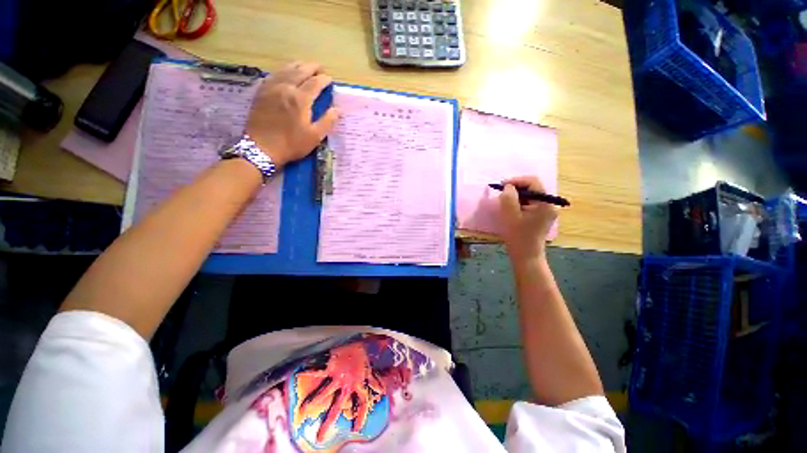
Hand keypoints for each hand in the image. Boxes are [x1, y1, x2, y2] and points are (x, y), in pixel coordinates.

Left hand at [246, 61, 339, 167]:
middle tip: (320, 67)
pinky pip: (273, 74)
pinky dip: (283, 70)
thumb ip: (327, 121)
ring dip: (297, 65)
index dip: (324, 79)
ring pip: (285, 69)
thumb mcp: (314, 136)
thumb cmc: (292, 144)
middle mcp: (286, 88)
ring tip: (305, 66)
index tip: (330, 79)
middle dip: (312, 67)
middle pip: (300, 71)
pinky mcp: (261, 91)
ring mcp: (271, 88)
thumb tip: (338, 110)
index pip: (315, 83)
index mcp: (300, 99)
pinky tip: (285, 72)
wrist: (262, 148)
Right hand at [499, 176, 558, 262]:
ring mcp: (546, 211)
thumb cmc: (518, 236)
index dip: (517, 180)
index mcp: (545, 203)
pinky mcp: (541, 216)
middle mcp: (549, 204)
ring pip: (530, 196)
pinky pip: (530, 204)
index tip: (502, 185)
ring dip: (517, 196)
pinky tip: (511, 210)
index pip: (533, 182)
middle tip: (502, 194)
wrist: (526, 255)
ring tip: (505, 203)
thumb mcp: (510, 214)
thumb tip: (508, 186)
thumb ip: (509, 197)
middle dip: (516, 189)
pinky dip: (519, 203)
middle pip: (532, 188)